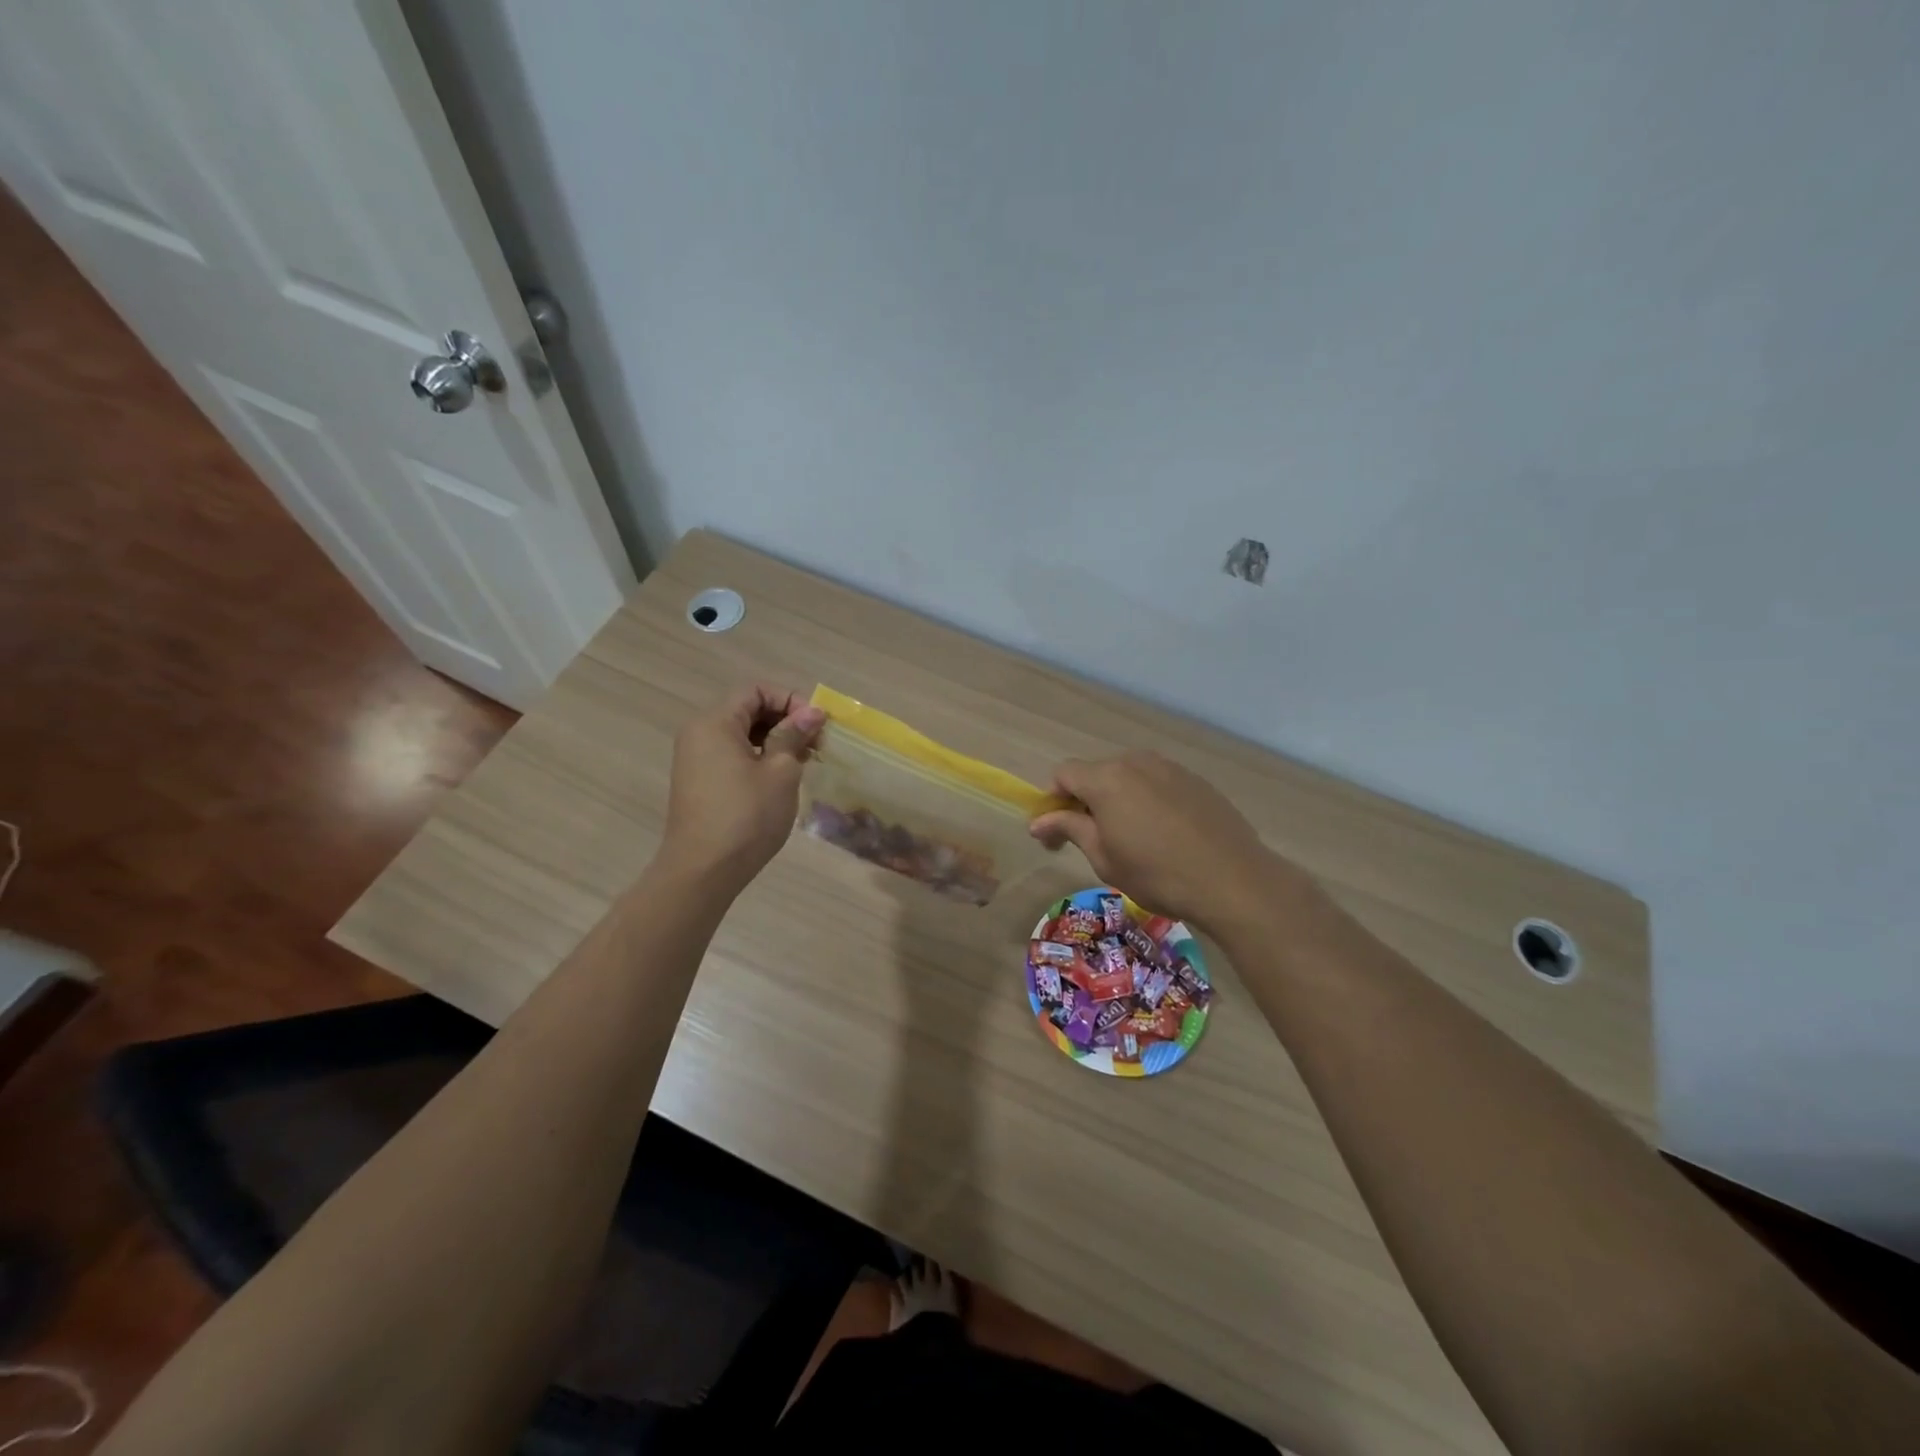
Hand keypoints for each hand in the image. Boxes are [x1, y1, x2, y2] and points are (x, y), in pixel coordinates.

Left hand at [660, 684, 824, 892]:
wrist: (703, 871)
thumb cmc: (746, 816)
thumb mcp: (780, 772)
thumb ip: (794, 735)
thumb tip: (813, 712)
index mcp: (715, 722)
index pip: (756, 690)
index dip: (790, 700)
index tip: (816, 725)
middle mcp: (699, 733)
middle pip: (747, 709)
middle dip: (785, 720)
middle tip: (816, 744)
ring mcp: (696, 759)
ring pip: (742, 734)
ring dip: (775, 740)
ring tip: (803, 762)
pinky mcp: (700, 782)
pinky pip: (733, 755)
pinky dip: (759, 757)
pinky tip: (781, 779)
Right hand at [1029, 750, 1299, 929]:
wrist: (1232, 880)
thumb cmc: (1157, 874)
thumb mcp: (1103, 857)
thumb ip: (1068, 829)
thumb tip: (1037, 821)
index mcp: (1106, 779)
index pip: (1063, 774)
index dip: (1053, 801)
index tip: (1058, 834)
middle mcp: (1135, 762)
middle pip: (1096, 773)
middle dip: (1086, 801)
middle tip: (1093, 840)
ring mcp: (1169, 767)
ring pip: (1129, 777)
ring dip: (1119, 801)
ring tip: (1133, 839)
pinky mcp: (1196, 780)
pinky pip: (1158, 784)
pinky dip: (1149, 802)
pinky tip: (1165, 835)